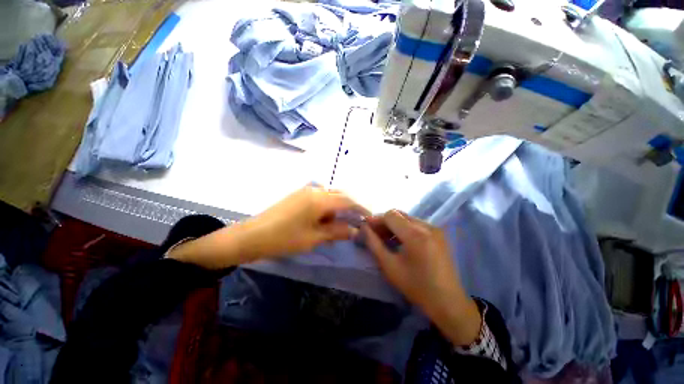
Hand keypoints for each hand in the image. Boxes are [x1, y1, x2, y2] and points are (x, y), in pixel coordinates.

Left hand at [237, 184, 369, 258]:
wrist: (252, 236)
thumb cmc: (285, 238)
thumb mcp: (314, 237)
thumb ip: (337, 231)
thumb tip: (355, 230)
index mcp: (320, 199)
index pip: (348, 200)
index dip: (361, 207)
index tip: (369, 216)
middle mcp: (315, 190)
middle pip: (340, 195)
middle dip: (350, 207)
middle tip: (356, 221)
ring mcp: (305, 190)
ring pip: (329, 196)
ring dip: (337, 208)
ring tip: (338, 225)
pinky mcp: (298, 195)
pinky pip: (319, 198)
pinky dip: (326, 208)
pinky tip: (324, 220)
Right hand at [361, 210, 481, 345]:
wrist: (447, 301)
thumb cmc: (415, 286)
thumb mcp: (389, 266)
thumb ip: (374, 243)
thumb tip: (363, 228)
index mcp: (415, 234)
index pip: (390, 215)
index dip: (376, 220)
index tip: (367, 228)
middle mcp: (427, 226)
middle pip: (399, 215)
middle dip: (384, 222)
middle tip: (374, 234)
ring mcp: (435, 229)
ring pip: (407, 219)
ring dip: (394, 225)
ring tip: (386, 238)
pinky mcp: (439, 234)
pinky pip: (416, 224)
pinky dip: (405, 229)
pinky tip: (400, 241)